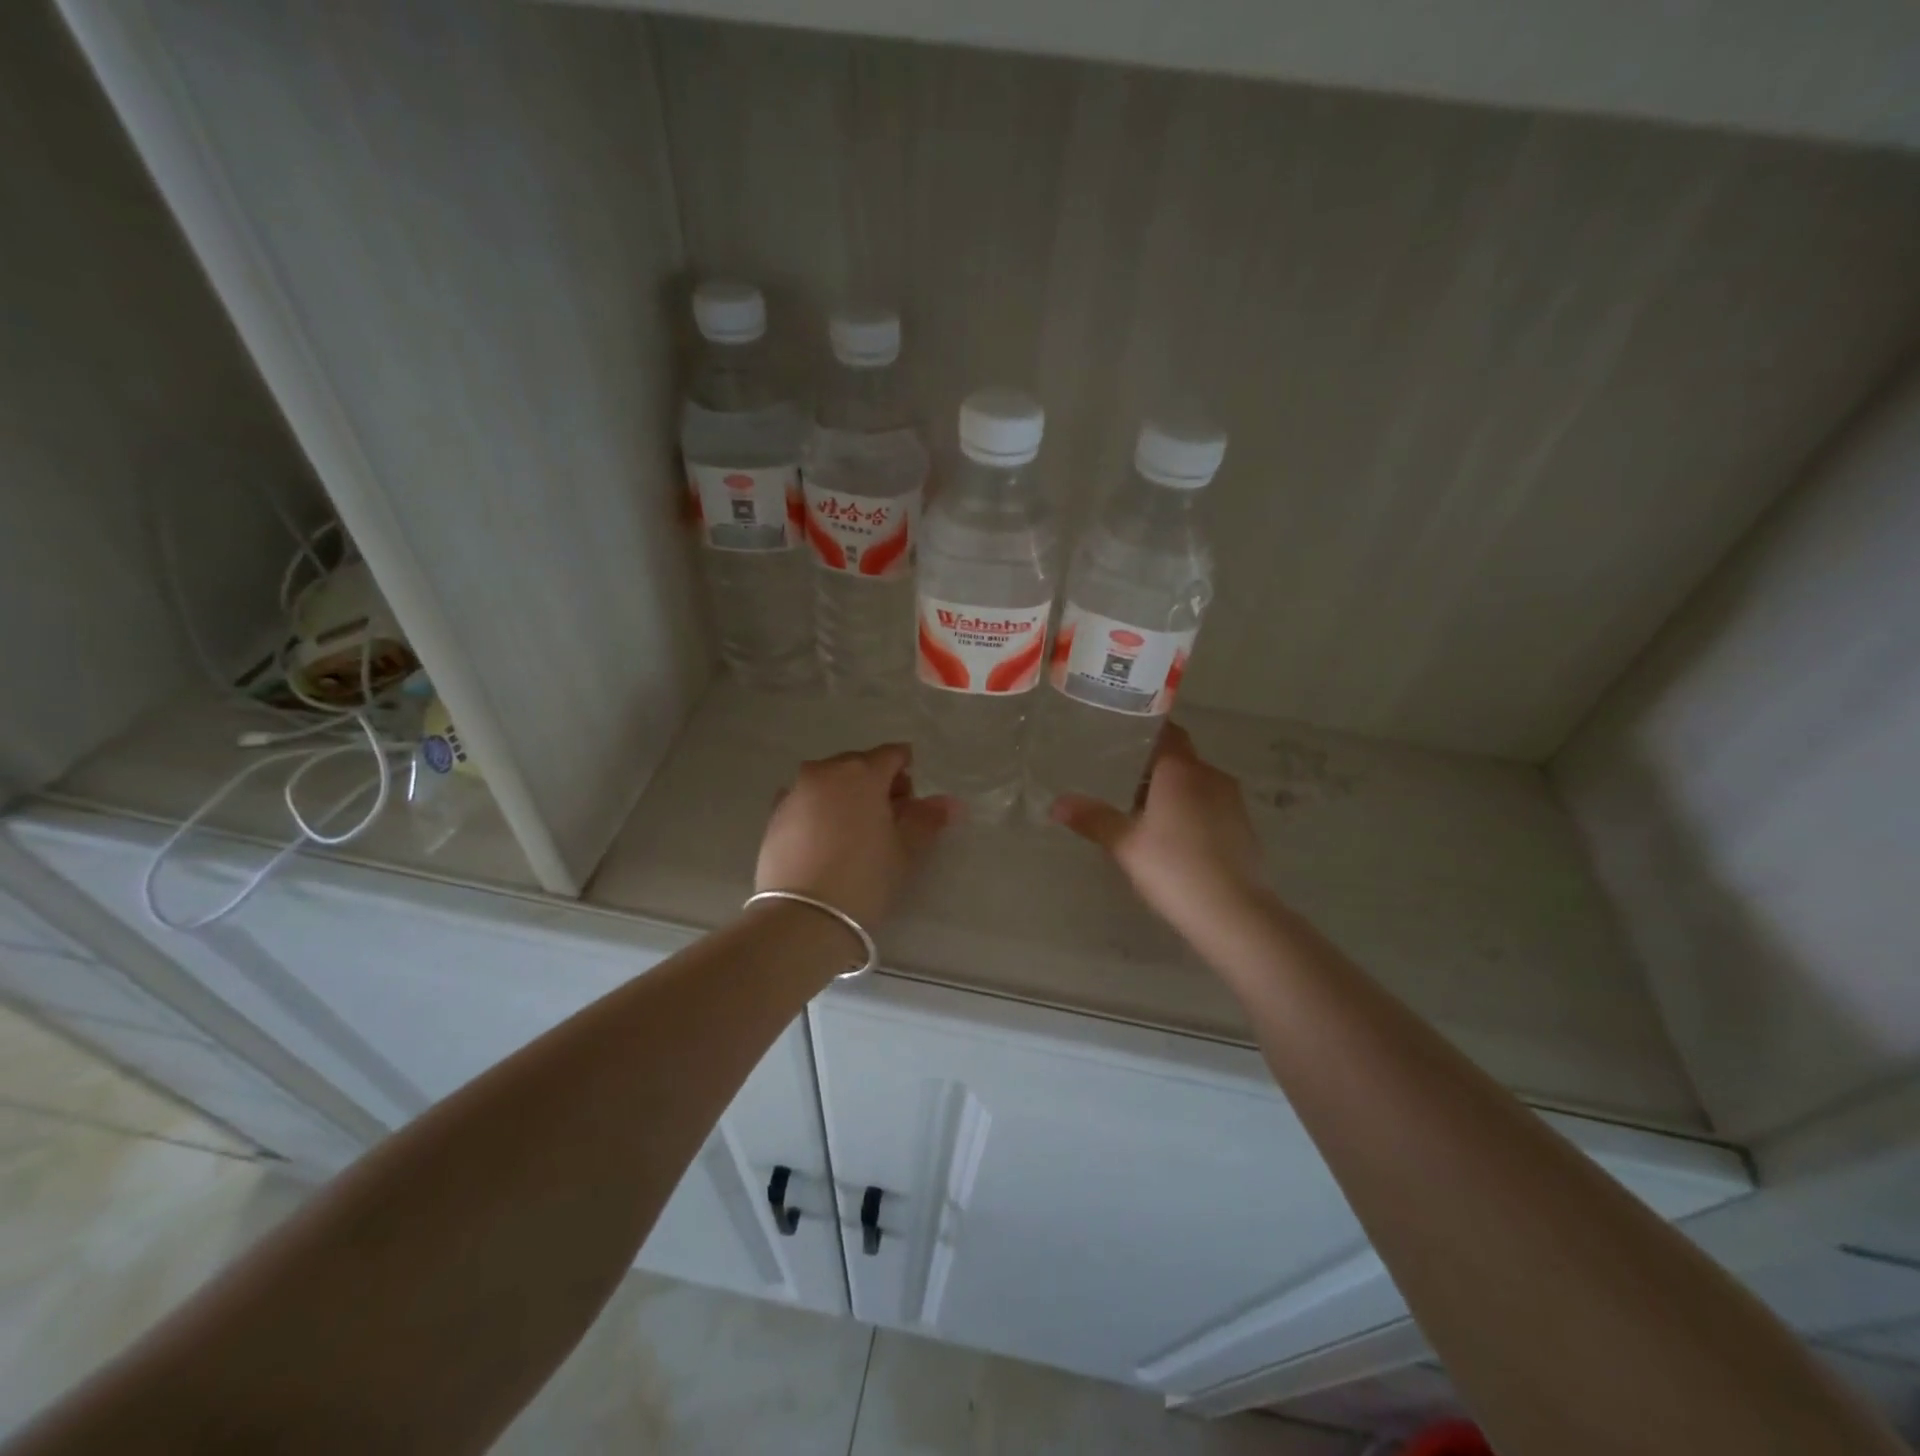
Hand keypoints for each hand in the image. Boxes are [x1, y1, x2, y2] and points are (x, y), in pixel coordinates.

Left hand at [756, 743, 960, 928]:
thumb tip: (950, 803)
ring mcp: (794, 792)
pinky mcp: (774, 816)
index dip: (906, 771)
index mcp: (861, 772)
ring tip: (857, 830)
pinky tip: (827, 839)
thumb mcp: (905, 850)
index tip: (912, 798)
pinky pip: (806, 800)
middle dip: (876, 782)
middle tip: (889, 818)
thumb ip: (927, 819)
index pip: (891, 755)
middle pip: (858, 764)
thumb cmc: (864, 877)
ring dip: (846, 794)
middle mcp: (824, 772)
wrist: (802, 917)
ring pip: (829, 781)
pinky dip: (820, 809)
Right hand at [1050, 724, 1268, 938]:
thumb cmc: (1174, 868)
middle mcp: (1211, 776)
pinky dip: (1192, 812)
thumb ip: (1092, 818)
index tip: (1121, 739)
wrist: (1233, 913)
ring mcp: (1233, 802)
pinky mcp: (1244, 828)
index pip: (1167, 733)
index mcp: (1181, 770)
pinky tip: (1173, 838)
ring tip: (1143, 813)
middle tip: (1120, 782)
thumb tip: (1057, 803)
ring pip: (1197, 784)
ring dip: (1174, 792)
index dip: (1146, 733)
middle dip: (1154, 768)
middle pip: (1180, 760)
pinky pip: (1211, 806)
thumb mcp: (1125, 844)